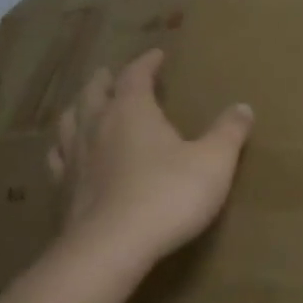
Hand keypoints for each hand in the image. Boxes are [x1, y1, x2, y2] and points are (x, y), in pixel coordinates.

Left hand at [47, 49, 254, 267]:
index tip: (156, 55)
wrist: (112, 248)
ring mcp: (74, 158)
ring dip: (78, 109)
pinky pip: (58, 159)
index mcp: (131, 111)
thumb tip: (243, 107)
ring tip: (84, 107)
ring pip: (69, 122)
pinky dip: (64, 149)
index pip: (135, 75)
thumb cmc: (168, 196)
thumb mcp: (213, 162)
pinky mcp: (62, 191)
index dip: (146, 63)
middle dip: (105, 80)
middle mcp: (97, 126)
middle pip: (94, 92)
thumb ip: (228, 132)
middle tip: (112, 74)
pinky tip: (67, 156)